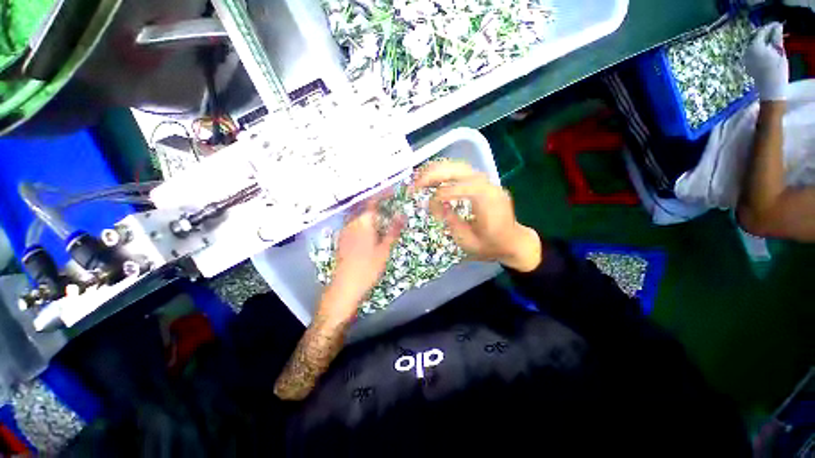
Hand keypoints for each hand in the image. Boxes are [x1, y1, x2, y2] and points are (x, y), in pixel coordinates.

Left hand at [320, 196, 404, 320]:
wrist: (345, 286)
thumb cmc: (368, 268)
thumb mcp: (384, 249)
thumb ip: (393, 230)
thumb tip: (402, 214)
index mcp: (363, 222)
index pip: (374, 201)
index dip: (384, 194)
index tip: (394, 191)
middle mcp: (352, 222)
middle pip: (366, 207)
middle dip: (378, 204)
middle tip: (391, 205)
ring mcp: (345, 230)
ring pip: (360, 215)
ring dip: (371, 213)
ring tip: (383, 217)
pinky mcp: (342, 238)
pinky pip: (354, 223)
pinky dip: (364, 222)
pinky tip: (370, 229)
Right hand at [413, 160, 541, 271]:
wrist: (513, 242)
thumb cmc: (491, 245)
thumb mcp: (468, 241)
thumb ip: (450, 221)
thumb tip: (432, 204)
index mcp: (489, 201)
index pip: (463, 187)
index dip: (442, 194)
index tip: (427, 204)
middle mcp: (488, 185)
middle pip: (460, 169)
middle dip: (435, 174)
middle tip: (415, 184)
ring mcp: (486, 182)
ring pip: (459, 166)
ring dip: (437, 170)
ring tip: (419, 178)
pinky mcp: (482, 183)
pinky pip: (461, 172)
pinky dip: (444, 172)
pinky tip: (432, 178)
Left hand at [744, 22, 788, 100]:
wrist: (770, 88)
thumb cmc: (777, 69)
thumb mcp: (779, 50)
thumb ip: (776, 37)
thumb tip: (777, 25)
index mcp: (754, 46)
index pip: (761, 32)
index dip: (770, 27)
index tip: (778, 24)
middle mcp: (747, 51)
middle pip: (757, 38)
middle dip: (766, 34)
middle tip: (776, 31)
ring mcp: (746, 59)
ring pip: (755, 45)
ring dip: (763, 42)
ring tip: (773, 40)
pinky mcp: (747, 65)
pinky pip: (753, 53)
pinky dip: (761, 49)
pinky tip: (768, 50)